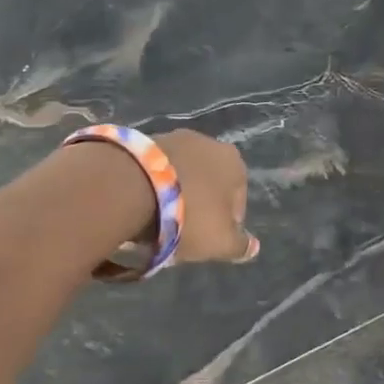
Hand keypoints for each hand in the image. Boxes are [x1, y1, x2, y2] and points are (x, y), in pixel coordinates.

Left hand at [153, 130, 260, 263]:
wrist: (130, 187)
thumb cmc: (188, 216)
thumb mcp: (220, 242)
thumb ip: (240, 246)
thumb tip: (253, 247)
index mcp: (234, 163)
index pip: (237, 201)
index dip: (225, 225)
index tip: (207, 241)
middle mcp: (209, 143)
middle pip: (209, 184)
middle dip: (199, 205)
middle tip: (182, 232)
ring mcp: (175, 137)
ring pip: (182, 174)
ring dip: (175, 194)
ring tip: (157, 220)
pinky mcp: (143, 140)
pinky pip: (156, 170)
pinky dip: (153, 185)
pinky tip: (141, 204)